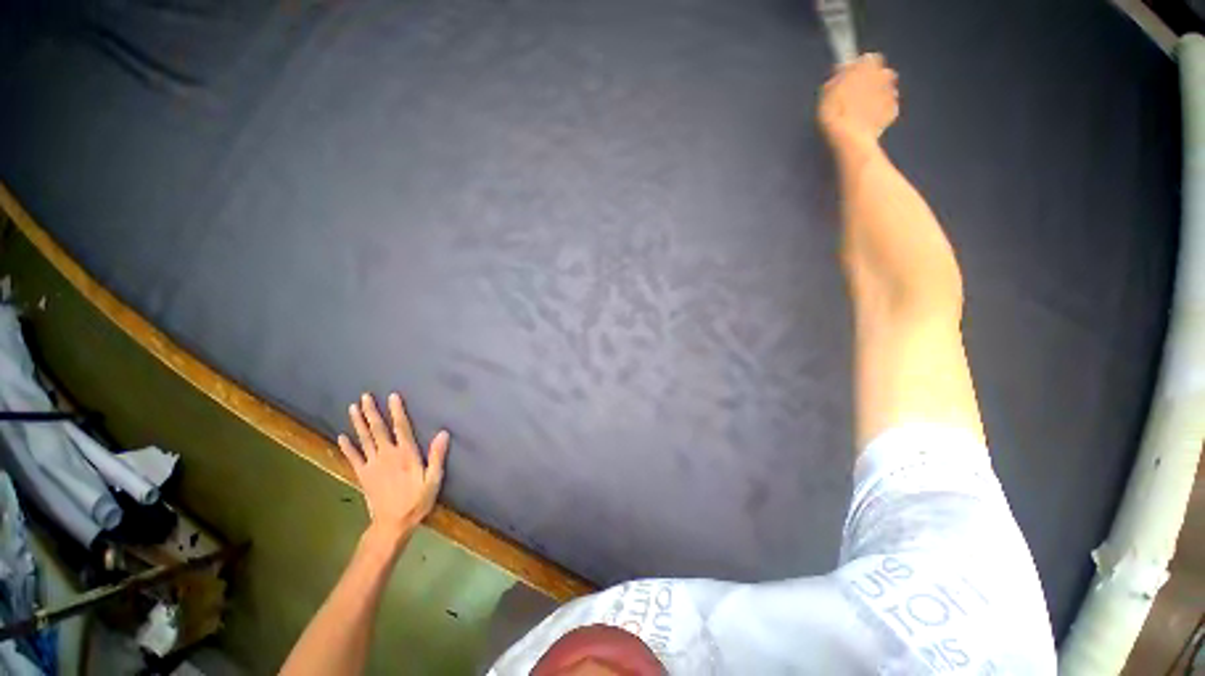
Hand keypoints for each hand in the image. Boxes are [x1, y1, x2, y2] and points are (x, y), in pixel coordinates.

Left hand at [338, 393, 449, 540]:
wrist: (392, 524)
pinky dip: (347, 446)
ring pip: (364, 439)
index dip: (397, 411)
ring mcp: (372, 465)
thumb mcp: (434, 479)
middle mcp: (387, 455)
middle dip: (371, 412)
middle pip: (378, 430)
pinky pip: (353, 457)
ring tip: (353, 408)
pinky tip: (341, 436)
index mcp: (406, 454)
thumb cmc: (417, 500)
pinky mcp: (362, 475)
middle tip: (365, 396)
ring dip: (358, 423)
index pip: (401, 427)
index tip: (392, 396)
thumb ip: (437, 455)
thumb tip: (443, 433)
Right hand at [818, 53, 898, 149]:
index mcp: (867, 65)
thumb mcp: (827, 93)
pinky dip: (880, 113)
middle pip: (881, 73)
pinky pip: (888, 108)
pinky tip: (867, 123)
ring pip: (886, 90)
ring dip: (877, 97)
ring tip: (861, 113)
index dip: (859, 69)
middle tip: (856, 98)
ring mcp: (891, 92)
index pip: (868, 59)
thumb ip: (838, 78)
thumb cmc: (834, 114)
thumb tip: (842, 72)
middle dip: (872, 82)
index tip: (850, 80)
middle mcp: (883, 74)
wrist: (848, 138)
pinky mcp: (894, 111)